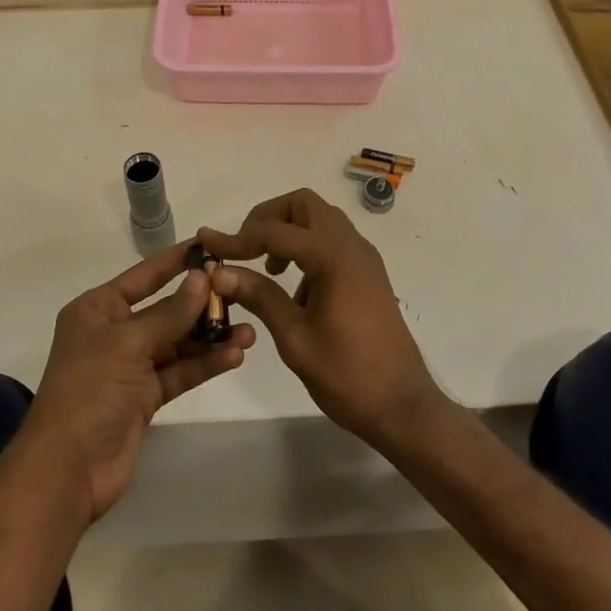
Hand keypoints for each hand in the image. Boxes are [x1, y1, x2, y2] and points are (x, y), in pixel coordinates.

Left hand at [23, 243, 255, 522]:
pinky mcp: (145, 397)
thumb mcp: (128, 344)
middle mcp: (114, 332)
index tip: (211, 246)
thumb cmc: (89, 391)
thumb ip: (170, 313)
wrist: (67, 471)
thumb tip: (201, 278)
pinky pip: (180, 371)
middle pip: (166, 309)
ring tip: (250, 332)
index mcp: (98, 309)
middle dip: (202, 304)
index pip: (145, 275)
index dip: (176, 261)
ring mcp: (130, 366)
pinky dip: (205, 364)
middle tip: (242, 294)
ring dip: (210, 337)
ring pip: (178, 342)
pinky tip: (235, 356)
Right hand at [198, 189, 441, 447]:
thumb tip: (219, 273)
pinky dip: (308, 247)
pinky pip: (333, 240)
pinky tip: (295, 289)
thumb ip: (259, 296)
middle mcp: (351, 245)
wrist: (403, 405)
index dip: (236, 238)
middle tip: (245, 248)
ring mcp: (364, 257)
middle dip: (268, 218)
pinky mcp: (368, 273)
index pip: (275, 231)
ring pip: (320, 219)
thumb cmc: (347, 374)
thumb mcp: (294, 337)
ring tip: (268, 270)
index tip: (207, 244)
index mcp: (332, 256)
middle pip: (303, 205)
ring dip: (289, 231)